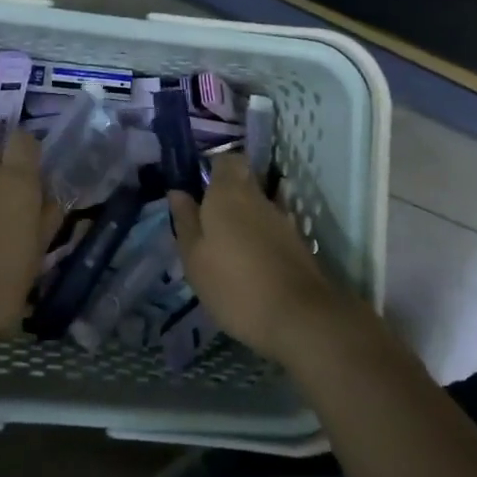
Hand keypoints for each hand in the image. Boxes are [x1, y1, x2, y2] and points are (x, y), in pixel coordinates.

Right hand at [168, 154, 352, 362]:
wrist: (299, 317)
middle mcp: (258, 196)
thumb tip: (178, 192)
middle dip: (226, 194)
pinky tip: (250, 259)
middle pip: (243, 180)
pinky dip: (260, 236)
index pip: (226, 159)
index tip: (197, 188)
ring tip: (226, 245)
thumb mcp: (195, 258)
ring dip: (244, 216)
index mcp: (228, 192)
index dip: (212, 168)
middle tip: (206, 220)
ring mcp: (282, 218)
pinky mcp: (297, 242)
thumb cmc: (234, 285)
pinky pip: (272, 227)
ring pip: (259, 204)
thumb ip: (186, 221)